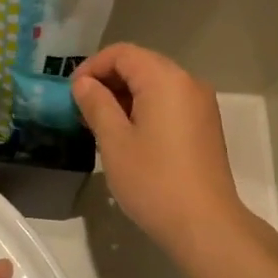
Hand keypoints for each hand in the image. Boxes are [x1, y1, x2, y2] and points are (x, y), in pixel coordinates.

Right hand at [72, 45, 255, 261]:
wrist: (205, 224)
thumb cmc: (153, 181)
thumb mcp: (115, 141)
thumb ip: (97, 105)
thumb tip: (84, 84)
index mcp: (165, 78)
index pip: (122, 53)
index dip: (93, 67)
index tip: (72, 93)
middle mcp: (188, 82)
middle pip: (142, 64)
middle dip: (109, 81)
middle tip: (83, 110)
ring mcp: (201, 104)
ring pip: (156, 84)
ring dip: (126, 96)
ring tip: (101, 125)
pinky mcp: (206, 125)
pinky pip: (170, 102)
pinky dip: (146, 108)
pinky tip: (130, 136)